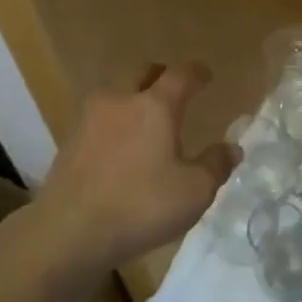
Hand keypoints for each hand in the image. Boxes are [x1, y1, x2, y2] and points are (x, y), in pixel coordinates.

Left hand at [26, 63, 239, 272]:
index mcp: (155, 106)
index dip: (196, 73)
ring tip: (145, 120)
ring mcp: (89, 118)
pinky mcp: (69, 140)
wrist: (69, 229)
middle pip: (141, 72)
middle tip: (173, 89)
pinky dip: (114, 122)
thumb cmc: (140, 206)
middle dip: (159, 75)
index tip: (206, 75)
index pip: (180, 75)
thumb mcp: (193, 192)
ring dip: (132, 97)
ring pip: (115, 94)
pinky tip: (119, 145)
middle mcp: (120, 100)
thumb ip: (216, 165)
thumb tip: (232, 147)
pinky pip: (99, 118)